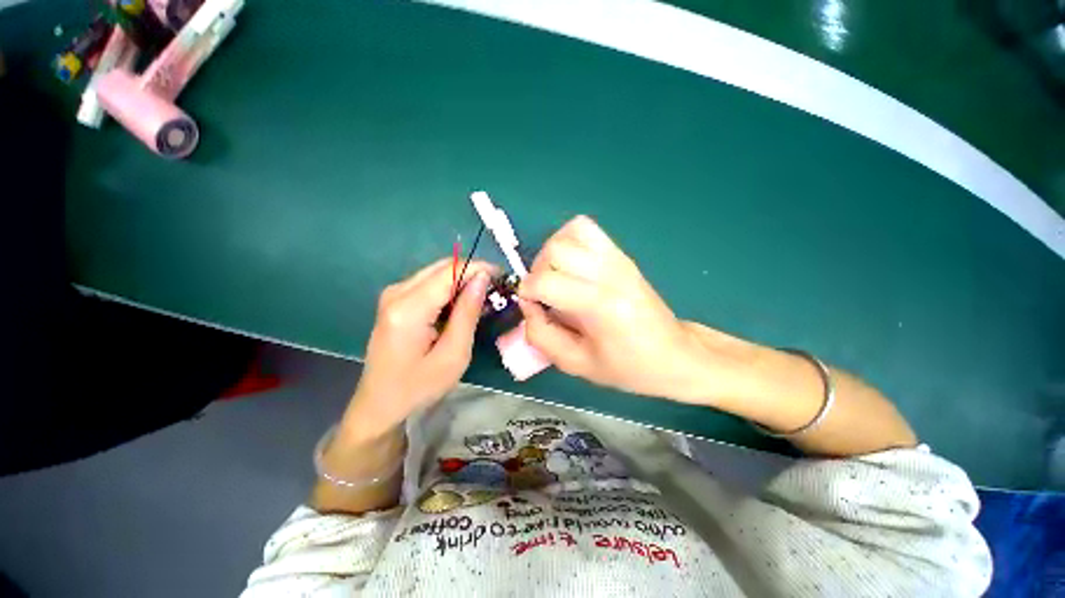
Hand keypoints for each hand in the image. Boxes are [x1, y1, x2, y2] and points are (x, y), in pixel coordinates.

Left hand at [340, 258, 494, 438]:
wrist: (380, 404)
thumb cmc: (419, 387)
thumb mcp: (454, 354)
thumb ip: (467, 312)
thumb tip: (482, 278)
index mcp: (409, 308)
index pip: (450, 272)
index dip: (478, 267)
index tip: (502, 276)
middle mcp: (396, 292)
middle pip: (442, 267)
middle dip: (472, 272)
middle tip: (495, 289)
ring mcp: (393, 295)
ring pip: (436, 273)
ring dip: (462, 281)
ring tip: (482, 298)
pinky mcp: (394, 301)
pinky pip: (428, 283)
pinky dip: (449, 289)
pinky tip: (461, 305)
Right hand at [517, 216, 713, 398]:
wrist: (673, 354)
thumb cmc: (627, 366)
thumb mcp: (575, 364)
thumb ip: (541, 334)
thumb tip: (528, 305)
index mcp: (600, 305)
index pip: (546, 281)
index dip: (528, 293)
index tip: (533, 308)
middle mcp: (610, 273)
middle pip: (554, 251)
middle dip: (537, 272)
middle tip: (543, 295)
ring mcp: (617, 259)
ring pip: (568, 233)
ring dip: (551, 253)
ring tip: (555, 277)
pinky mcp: (621, 254)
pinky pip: (585, 228)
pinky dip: (568, 240)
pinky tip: (570, 264)